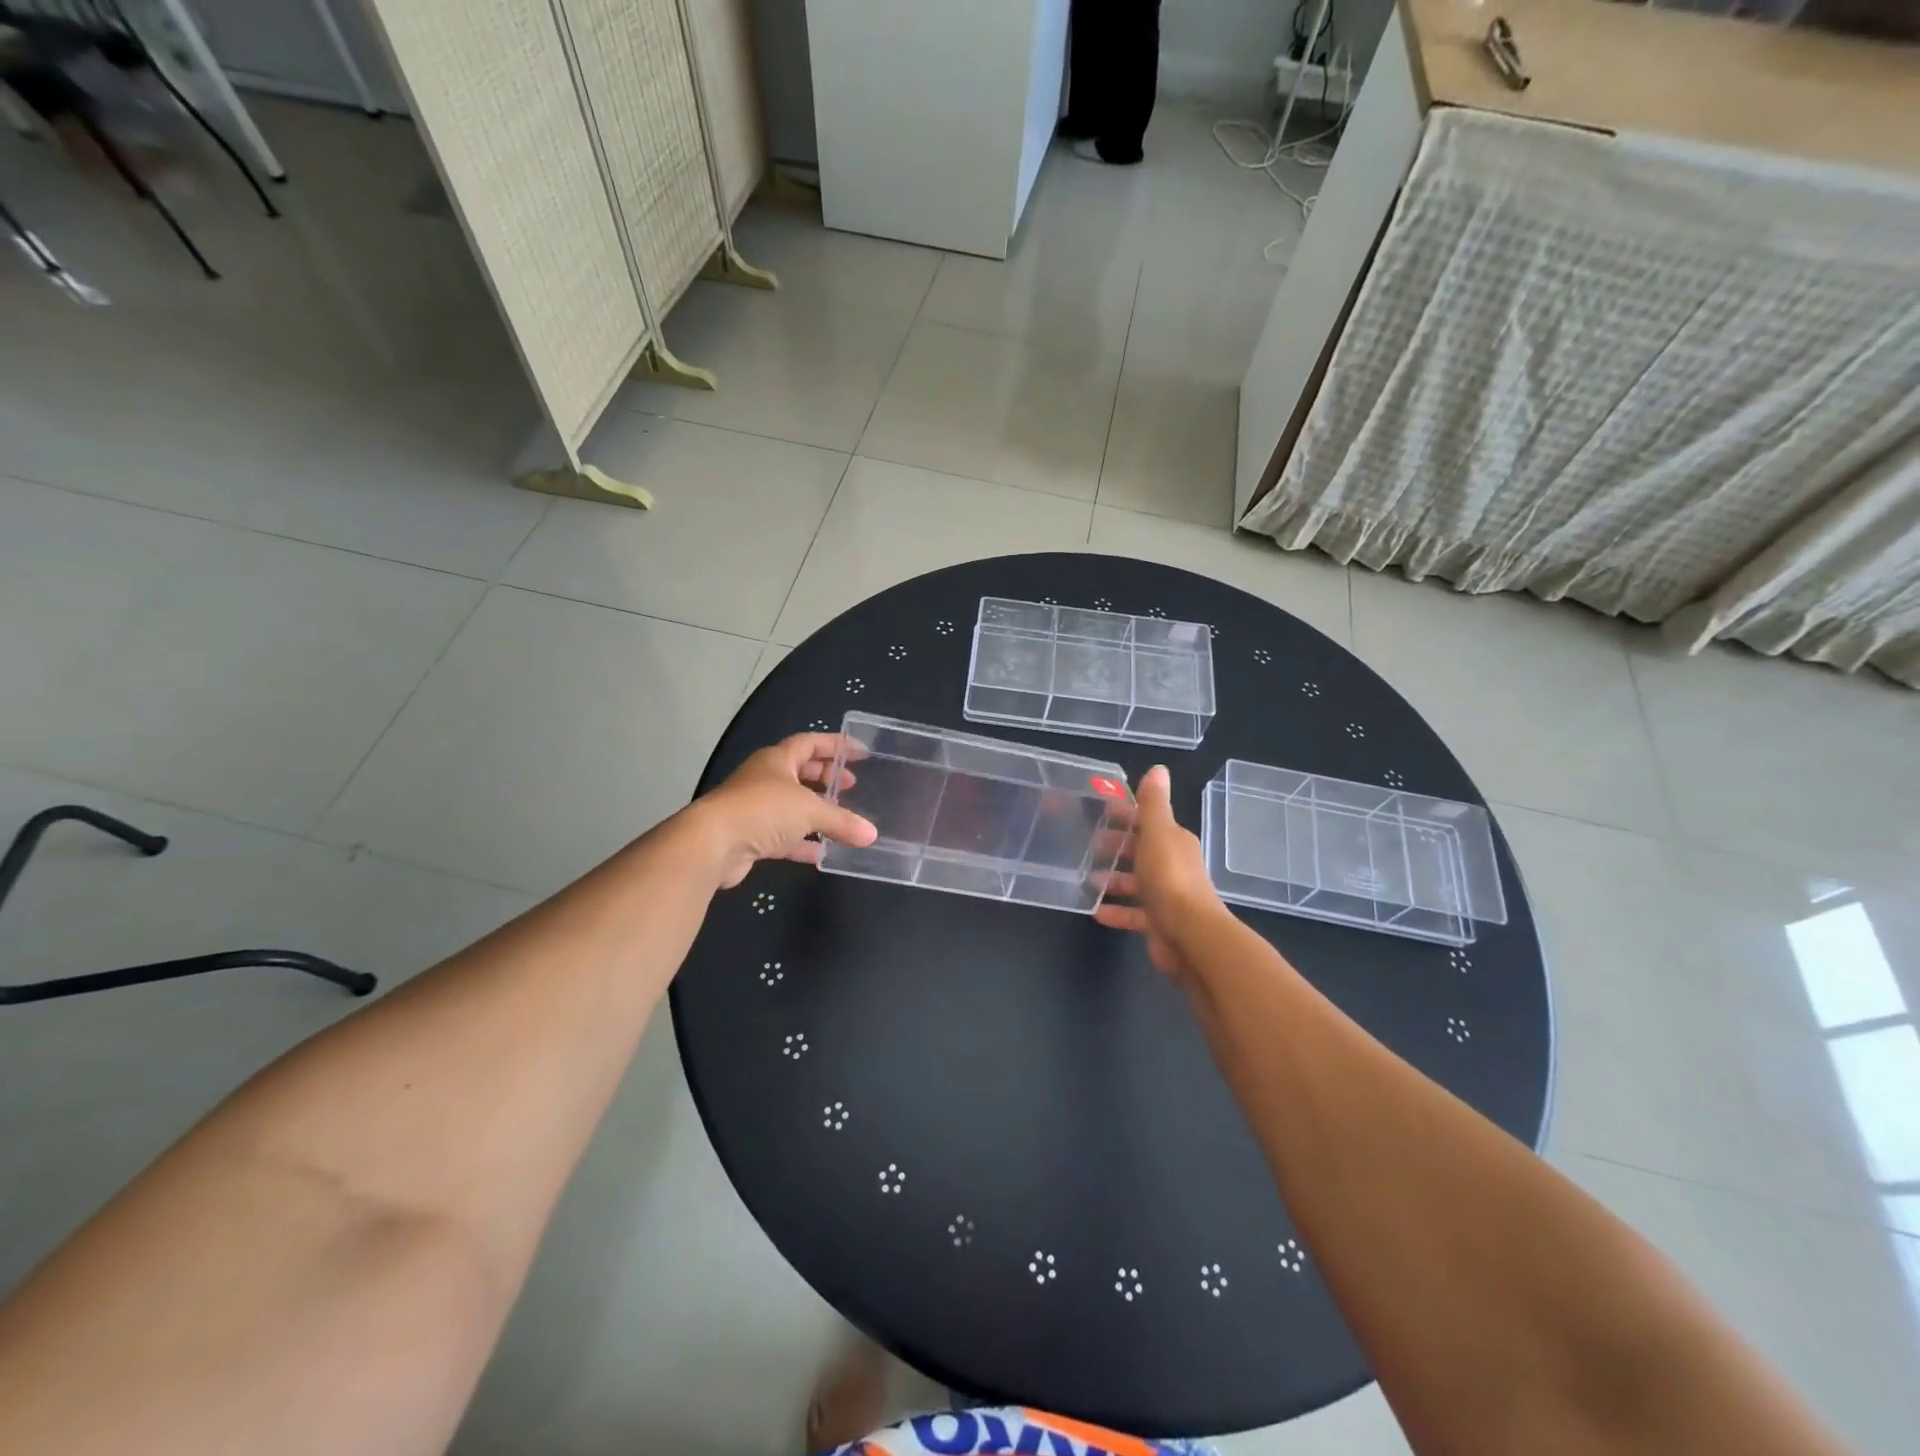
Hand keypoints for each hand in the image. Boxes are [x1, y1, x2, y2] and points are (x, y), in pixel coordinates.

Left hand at [686, 734, 877, 888]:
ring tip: (843, 819)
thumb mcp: (809, 810)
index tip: (861, 753)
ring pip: (792, 806)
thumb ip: (842, 821)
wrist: (712, 844)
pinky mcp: (751, 837)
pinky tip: (824, 852)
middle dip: (826, 778)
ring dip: (816, 812)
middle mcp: (765, 779)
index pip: (811, 743)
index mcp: (777, 760)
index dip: (836, 746)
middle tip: (852, 786)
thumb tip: (871, 835)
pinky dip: (804, 842)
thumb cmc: (762, 810)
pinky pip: (784, 836)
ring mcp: (756, 809)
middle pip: (801, 772)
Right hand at [1094, 765, 1225, 981]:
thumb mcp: (1158, 833)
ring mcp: (1167, 896)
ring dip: (1113, 880)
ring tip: (1087, 879)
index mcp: (1174, 842)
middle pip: (1141, 851)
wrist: (1190, 936)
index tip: (1101, 810)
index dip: (1126, 814)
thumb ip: (1154, 804)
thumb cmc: (1170, 878)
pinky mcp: (1158, 923)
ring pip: (1136, 883)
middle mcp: (1173, 866)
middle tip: (1087, 845)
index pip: (1148, 821)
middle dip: (1117, 846)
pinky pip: (1133, 914)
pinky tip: (1095, 911)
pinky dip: (1116, 912)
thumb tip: (1158, 769)